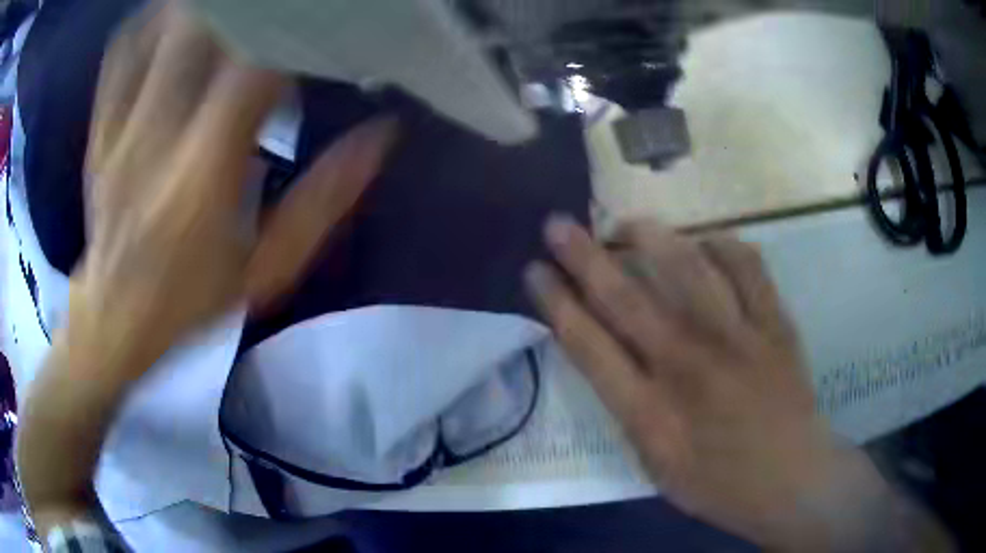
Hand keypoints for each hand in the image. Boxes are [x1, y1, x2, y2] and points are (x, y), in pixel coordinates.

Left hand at [17, 2, 396, 532]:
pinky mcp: (99, 132)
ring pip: (158, 33)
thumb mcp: (267, 271)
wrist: (112, 321)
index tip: (324, 20)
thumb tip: (383, 135)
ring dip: (197, 5)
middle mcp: (158, 136)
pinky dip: (146, 25)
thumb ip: (324, 201)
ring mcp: (120, 129)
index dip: (294, 30)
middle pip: (202, 31)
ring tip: (230, 2)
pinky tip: (169, 14)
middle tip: (278, 0)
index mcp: (205, 173)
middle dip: (246, 4)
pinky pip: (119, 58)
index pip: (255, 66)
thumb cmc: (190, 304)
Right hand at [525, 217, 949, 550]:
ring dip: (651, 238)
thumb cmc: (719, 484)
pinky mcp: (775, 324)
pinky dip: (723, 245)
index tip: (534, 270)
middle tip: (558, 224)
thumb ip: (631, 410)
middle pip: (626, 299)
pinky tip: (708, 243)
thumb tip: (611, 356)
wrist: (793, 480)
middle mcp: (689, 367)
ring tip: (630, 224)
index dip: (555, 303)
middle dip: (584, 256)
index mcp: (651, 413)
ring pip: (688, 269)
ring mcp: (738, 339)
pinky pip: (748, 266)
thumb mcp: (656, 466)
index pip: (588, 346)